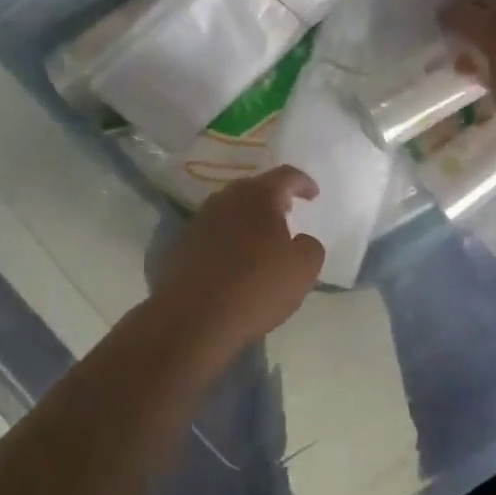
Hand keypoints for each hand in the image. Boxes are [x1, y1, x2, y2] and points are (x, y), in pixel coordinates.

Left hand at [150, 166, 324, 354]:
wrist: (192, 319)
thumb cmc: (256, 287)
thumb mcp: (303, 270)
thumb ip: (310, 247)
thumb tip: (301, 241)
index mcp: (258, 196)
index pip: (286, 175)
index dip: (303, 182)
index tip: (313, 195)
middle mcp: (226, 199)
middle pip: (254, 188)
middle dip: (273, 198)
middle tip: (287, 212)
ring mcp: (199, 221)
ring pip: (230, 209)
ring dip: (248, 218)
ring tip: (261, 238)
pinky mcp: (181, 244)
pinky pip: (212, 232)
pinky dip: (228, 239)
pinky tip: (234, 261)